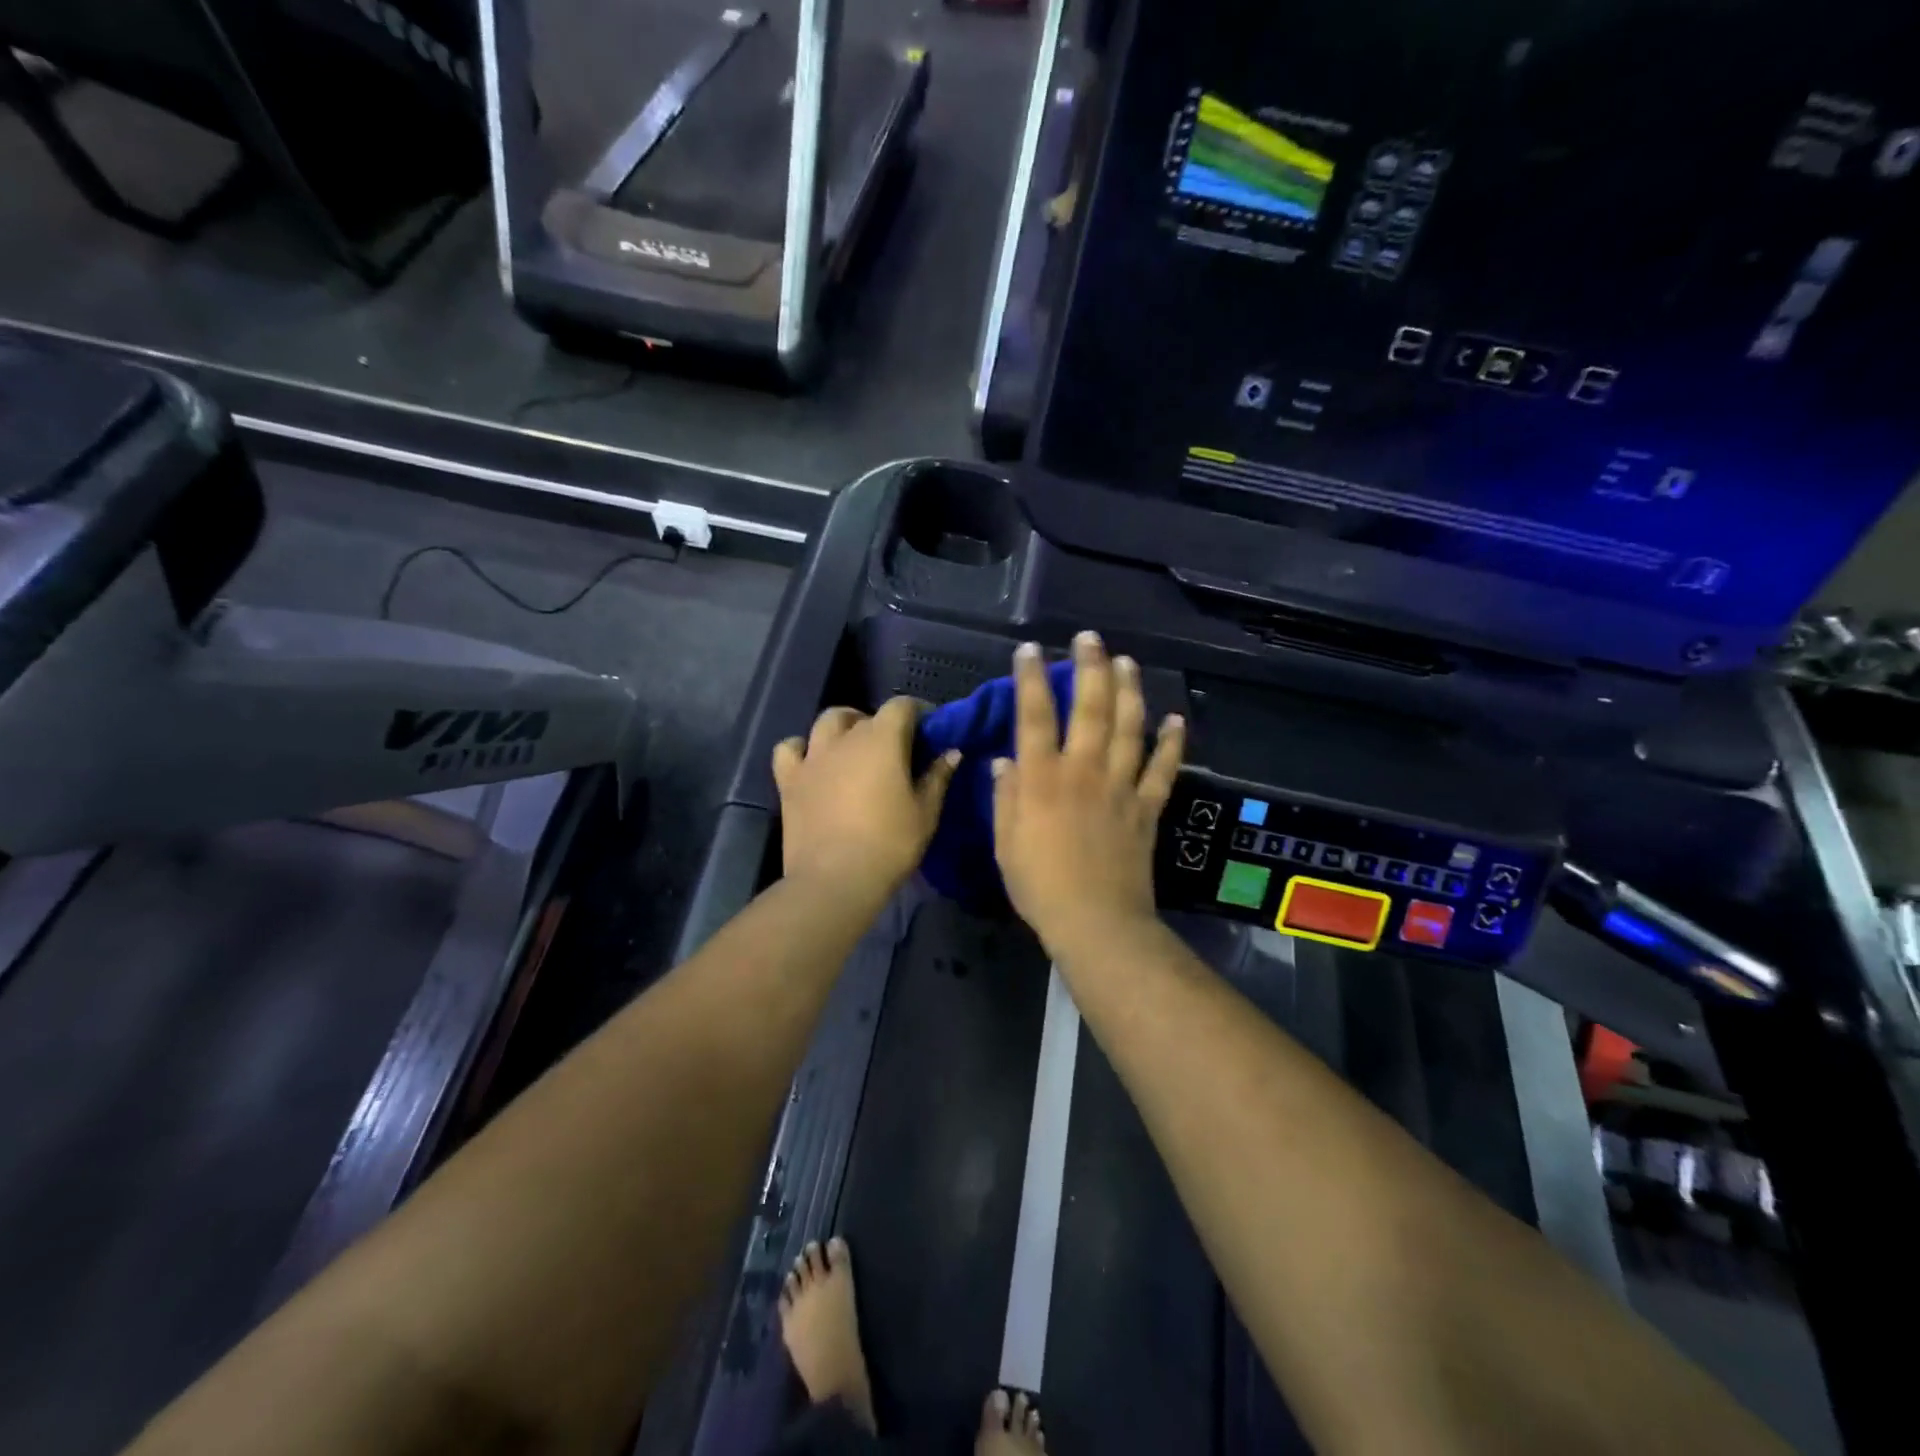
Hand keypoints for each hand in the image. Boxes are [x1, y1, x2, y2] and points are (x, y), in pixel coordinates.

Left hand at [773, 698, 959, 904]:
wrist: (835, 879)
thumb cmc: (889, 844)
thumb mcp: (926, 813)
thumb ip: (938, 777)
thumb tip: (951, 752)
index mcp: (882, 739)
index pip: (902, 706)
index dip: (918, 712)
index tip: (929, 730)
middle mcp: (845, 738)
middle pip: (865, 715)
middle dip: (882, 724)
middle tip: (894, 749)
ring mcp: (812, 757)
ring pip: (826, 722)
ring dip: (843, 727)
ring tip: (853, 747)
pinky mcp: (789, 780)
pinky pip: (789, 749)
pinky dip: (801, 749)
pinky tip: (812, 762)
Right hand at [992, 633, 1184, 956]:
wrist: (1096, 921)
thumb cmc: (1040, 885)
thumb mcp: (1006, 842)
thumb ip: (1005, 796)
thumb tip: (1003, 760)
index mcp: (1043, 779)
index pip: (1034, 716)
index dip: (1031, 679)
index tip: (1030, 650)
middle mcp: (1084, 771)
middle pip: (1090, 709)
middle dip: (1089, 668)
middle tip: (1089, 638)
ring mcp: (1121, 787)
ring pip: (1130, 728)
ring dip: (1130, 691)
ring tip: (1127, 661)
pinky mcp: (1147, 807)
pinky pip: (1163, 769)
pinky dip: (1172, 743)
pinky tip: (1176, 719)